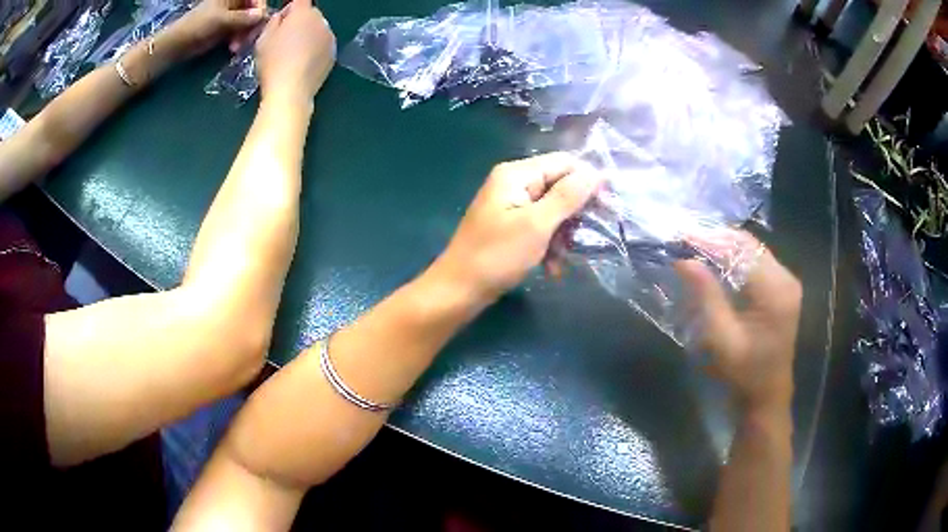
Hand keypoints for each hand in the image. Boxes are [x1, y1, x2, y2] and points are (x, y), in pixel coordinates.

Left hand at [167, 0, 266, 57]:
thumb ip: (244, 17)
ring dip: (245, 36)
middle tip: (245, 40)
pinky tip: (233, 48)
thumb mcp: (222, 20)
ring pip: (248, 23)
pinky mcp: (227, 28)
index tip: (259, 21)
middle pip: (254, 11)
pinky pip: (240, 32)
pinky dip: (239, 40)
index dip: (260, 8)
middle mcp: (235, 3)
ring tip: (235, 48)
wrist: (179, 44)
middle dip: (252, 26)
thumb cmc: (198, 26)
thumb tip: (263, 15)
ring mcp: (231, 16)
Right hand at [255, 0, 335, 106]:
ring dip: (307, 36)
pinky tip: (301, 64)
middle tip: (282, 41)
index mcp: (304, 13)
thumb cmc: (273, 63)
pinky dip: (313, 49)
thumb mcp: (263, 39)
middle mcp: (322, 21)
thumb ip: (273, 23)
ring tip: (292, 55)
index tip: (279, 23)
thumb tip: (281, 18)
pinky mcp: (333, 54)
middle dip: (298, 23)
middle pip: (310, 15)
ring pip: (317, 30)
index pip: (300, 1)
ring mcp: (330, 38)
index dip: (288, 10)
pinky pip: (322, 45)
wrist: (291, 91)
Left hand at [434, 153, 602, 303]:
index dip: (589, 180)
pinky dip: (549, 245)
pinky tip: (552, 268)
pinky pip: (540, 227)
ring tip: (562, 260)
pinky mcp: (510, 226)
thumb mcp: (537, 224)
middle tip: (588, 237)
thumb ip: (568, 196)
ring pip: (553, 210)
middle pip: (559, 186)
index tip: (608, 207)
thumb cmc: (497, 256)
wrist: (459, 290)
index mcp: (516, 174)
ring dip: (563, 235)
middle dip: (575, 213)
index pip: (564, 163)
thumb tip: (596, 173)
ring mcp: (511, 205)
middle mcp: (514, 183)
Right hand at [675, 237, 801, 410]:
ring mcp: (786, 281)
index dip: (710, 241)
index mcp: (775, 292)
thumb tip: (684, 260)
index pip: (741, 252)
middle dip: (716, 239)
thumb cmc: (744, 373)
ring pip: (752, 249)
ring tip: (696, 248)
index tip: (681, 237)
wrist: (766, 395)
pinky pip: (756, 261)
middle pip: (749, 244)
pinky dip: (735, 258)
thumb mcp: (721, 340)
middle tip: (685, 242)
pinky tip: (716, 262)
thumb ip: (707, 296)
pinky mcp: (782, 287)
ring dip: (724, 246)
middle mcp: (785, 279)